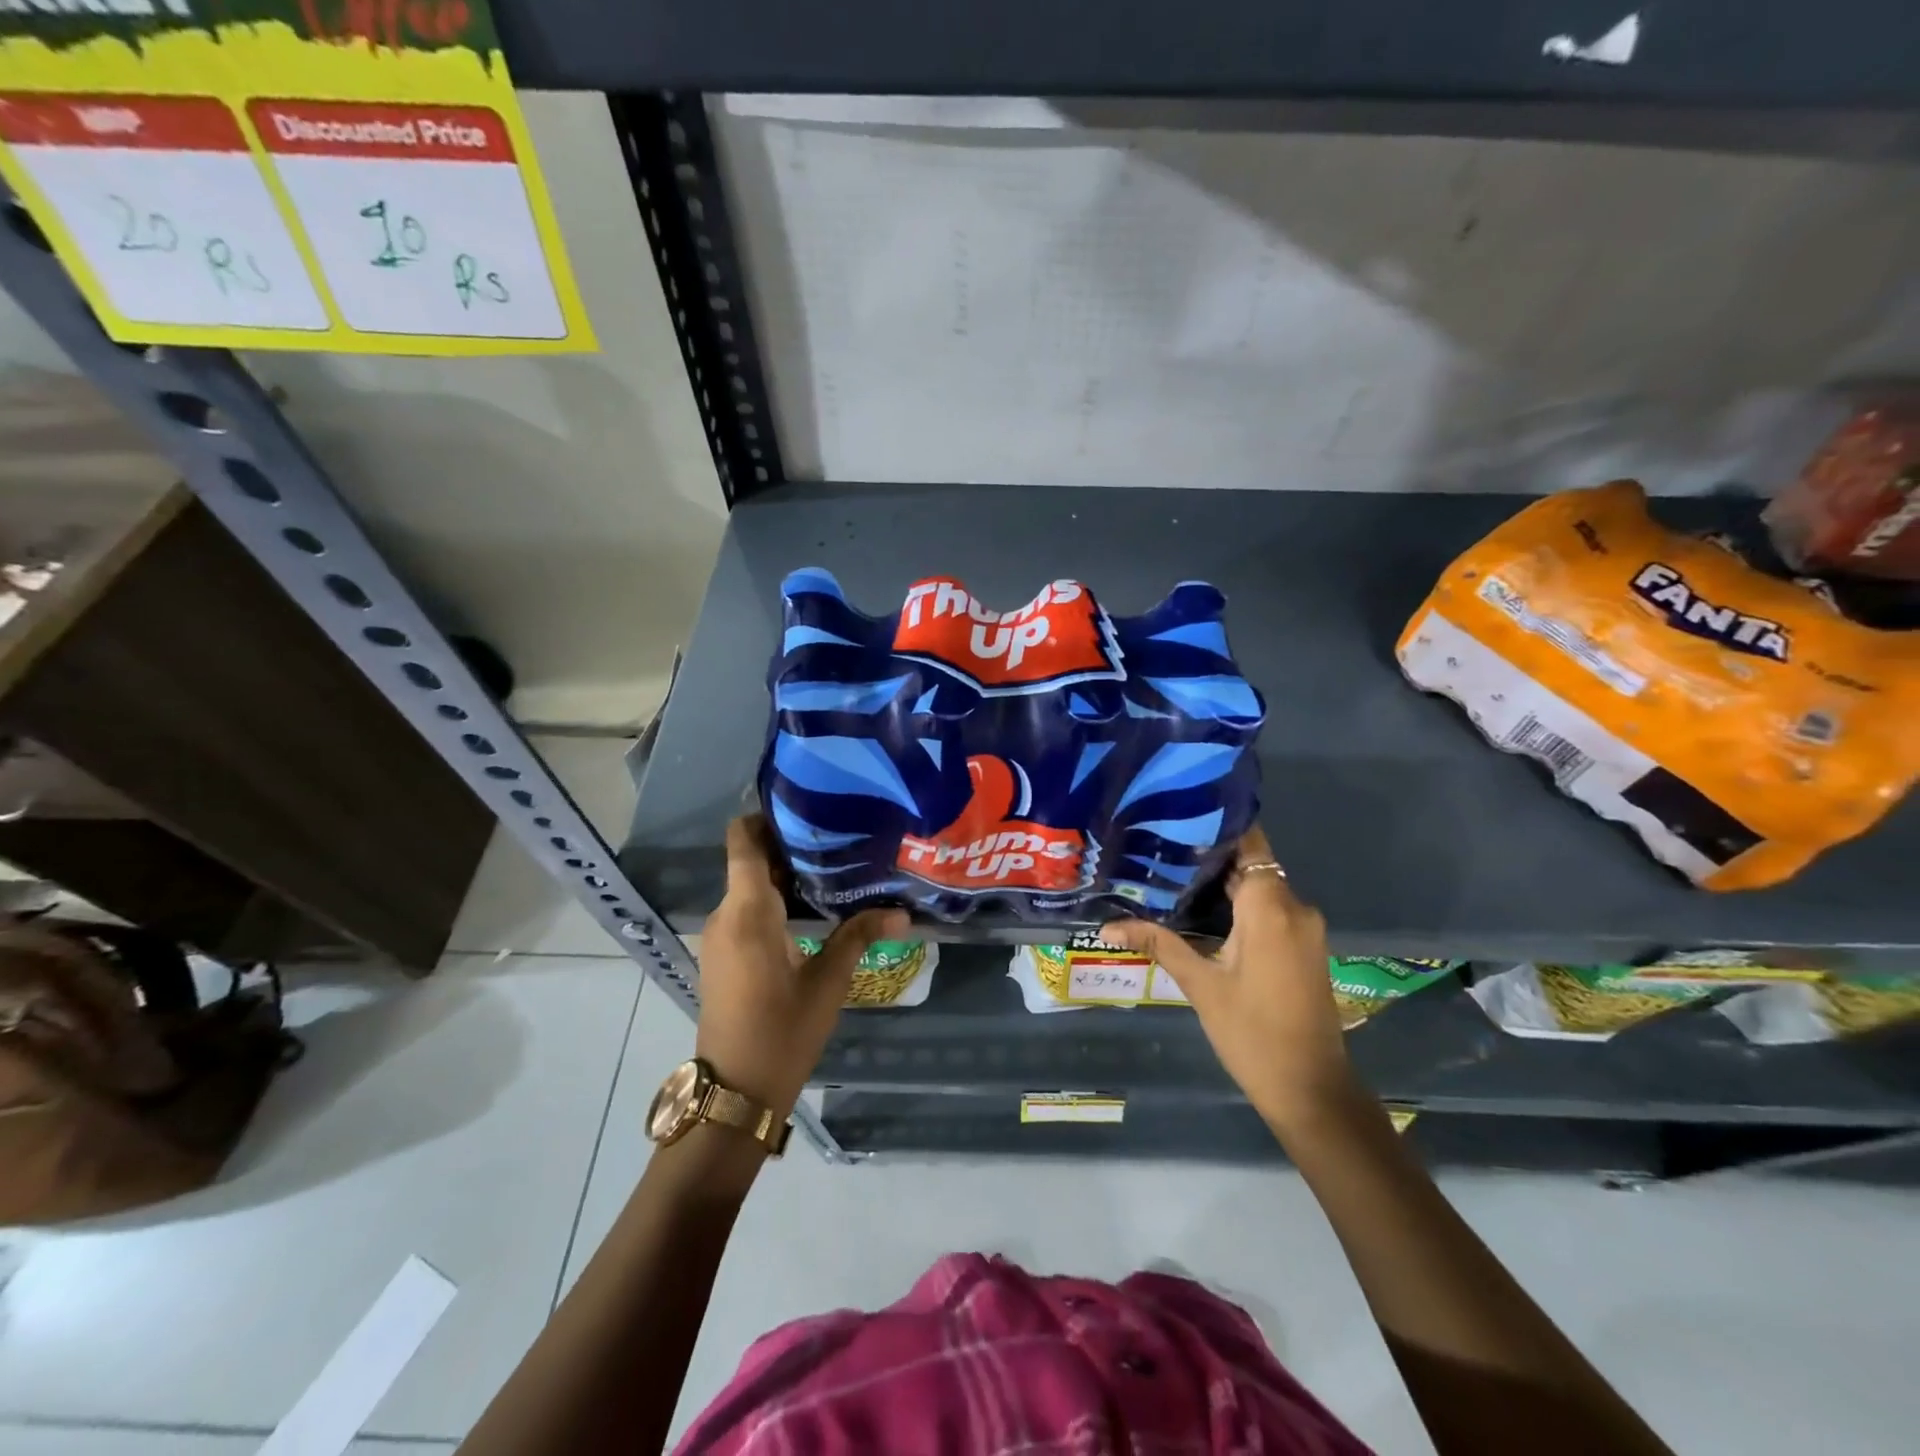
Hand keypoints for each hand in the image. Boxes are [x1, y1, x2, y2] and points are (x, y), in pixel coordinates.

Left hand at [696, 815, 907, 1117]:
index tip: (806, 809)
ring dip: (783, 875)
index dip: (765, 817)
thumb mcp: (828, 982)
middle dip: (788, 845)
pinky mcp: (723, 955)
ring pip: (748, 887)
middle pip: (750, 861)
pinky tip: (811, 910)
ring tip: (832, 869)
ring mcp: (720, 936)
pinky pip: (746, 911)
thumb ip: (860, 936)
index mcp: (747, 911)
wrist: (736, 1090)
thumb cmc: (783, 1031)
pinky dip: (774, 901)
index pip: (742, 840)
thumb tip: (903, 912)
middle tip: (838, 838)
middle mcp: (726, 915)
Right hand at [1102, 827, 1353, 1132]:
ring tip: (1172, 876)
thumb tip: (1106, 926)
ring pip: (1261, 888)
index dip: (1218, 828)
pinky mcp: (1304, 946)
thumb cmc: (1252, 1033)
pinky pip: (1271, 910)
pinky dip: (1241, 905)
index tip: (1178, 819)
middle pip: (1252, 864)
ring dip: (1224, 883)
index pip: (1250, 844)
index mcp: (1270, 908)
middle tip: (1160, 849)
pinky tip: (1203, 911)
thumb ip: (1159, 943)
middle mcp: (1295, 907)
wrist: (1311, 1090)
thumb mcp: (1200, 985)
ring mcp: (1304, 928)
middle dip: (1210, 856)